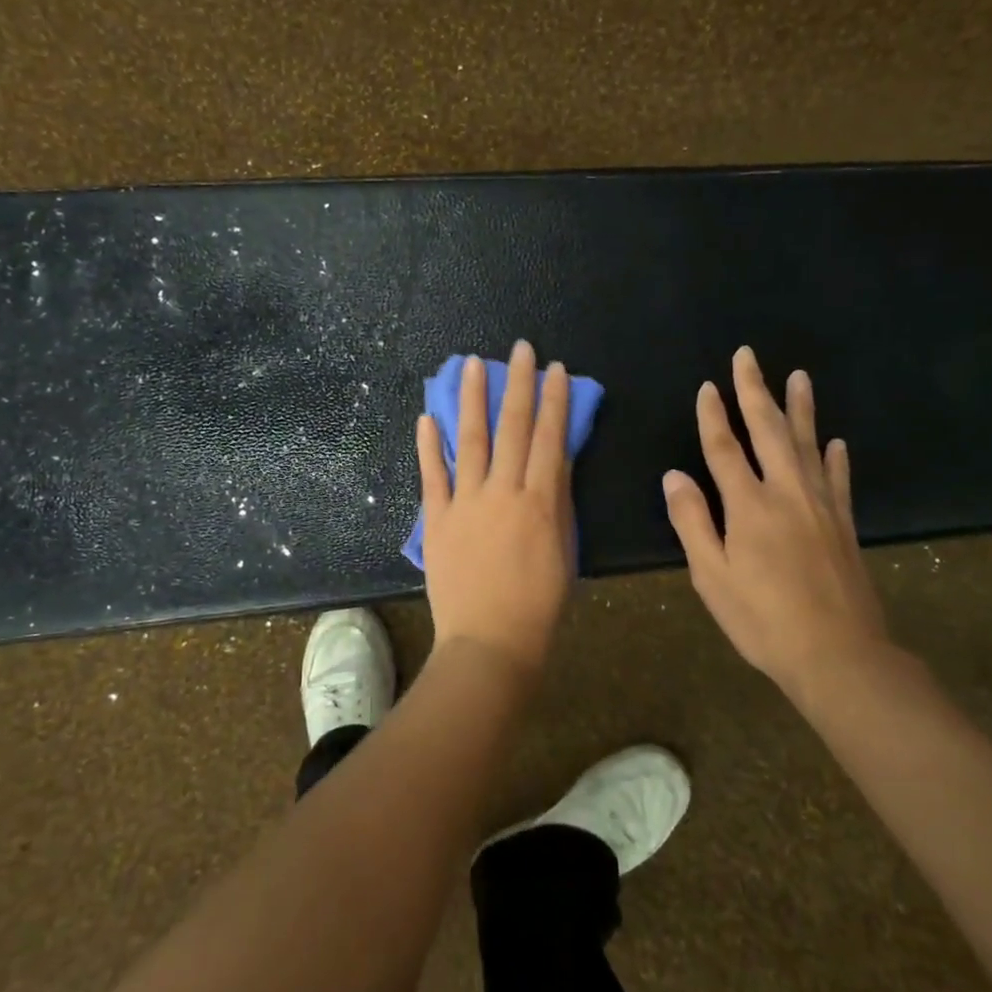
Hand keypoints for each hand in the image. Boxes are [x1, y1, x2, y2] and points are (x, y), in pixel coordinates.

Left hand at [417, 341, 575, 676]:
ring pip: (471, 439)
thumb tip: (554, 460)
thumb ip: (557, 502)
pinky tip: (427, 416)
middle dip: (519, 384)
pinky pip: (432, 475)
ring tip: (472, 364)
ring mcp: (466, 502)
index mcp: (540, 500)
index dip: (553, 400)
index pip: (549, 437)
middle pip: (512, 427)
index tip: (555, 369)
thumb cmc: (538, 605)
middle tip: (520, 349)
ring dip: (473, 399)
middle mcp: (503, 491)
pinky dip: (428, 445)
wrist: (490, 641)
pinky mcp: (438, 518)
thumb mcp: (563, 551)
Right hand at [663, 347, 895, 702]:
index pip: (724, 448)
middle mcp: (787, 493)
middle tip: (749, 356)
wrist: (838, 655)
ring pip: (807, 444)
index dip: (713, 416)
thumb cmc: (762, 619)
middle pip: (768, 431)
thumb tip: (673, 476)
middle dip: (755, 391)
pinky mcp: (844, 525)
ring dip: (800, 409)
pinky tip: (835, 441)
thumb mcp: (711, 576)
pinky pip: (838, 479)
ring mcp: (821, 506)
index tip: (708, 386)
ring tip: (798, 377)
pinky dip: (834, 457)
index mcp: (748, 505)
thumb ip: (692, 521)